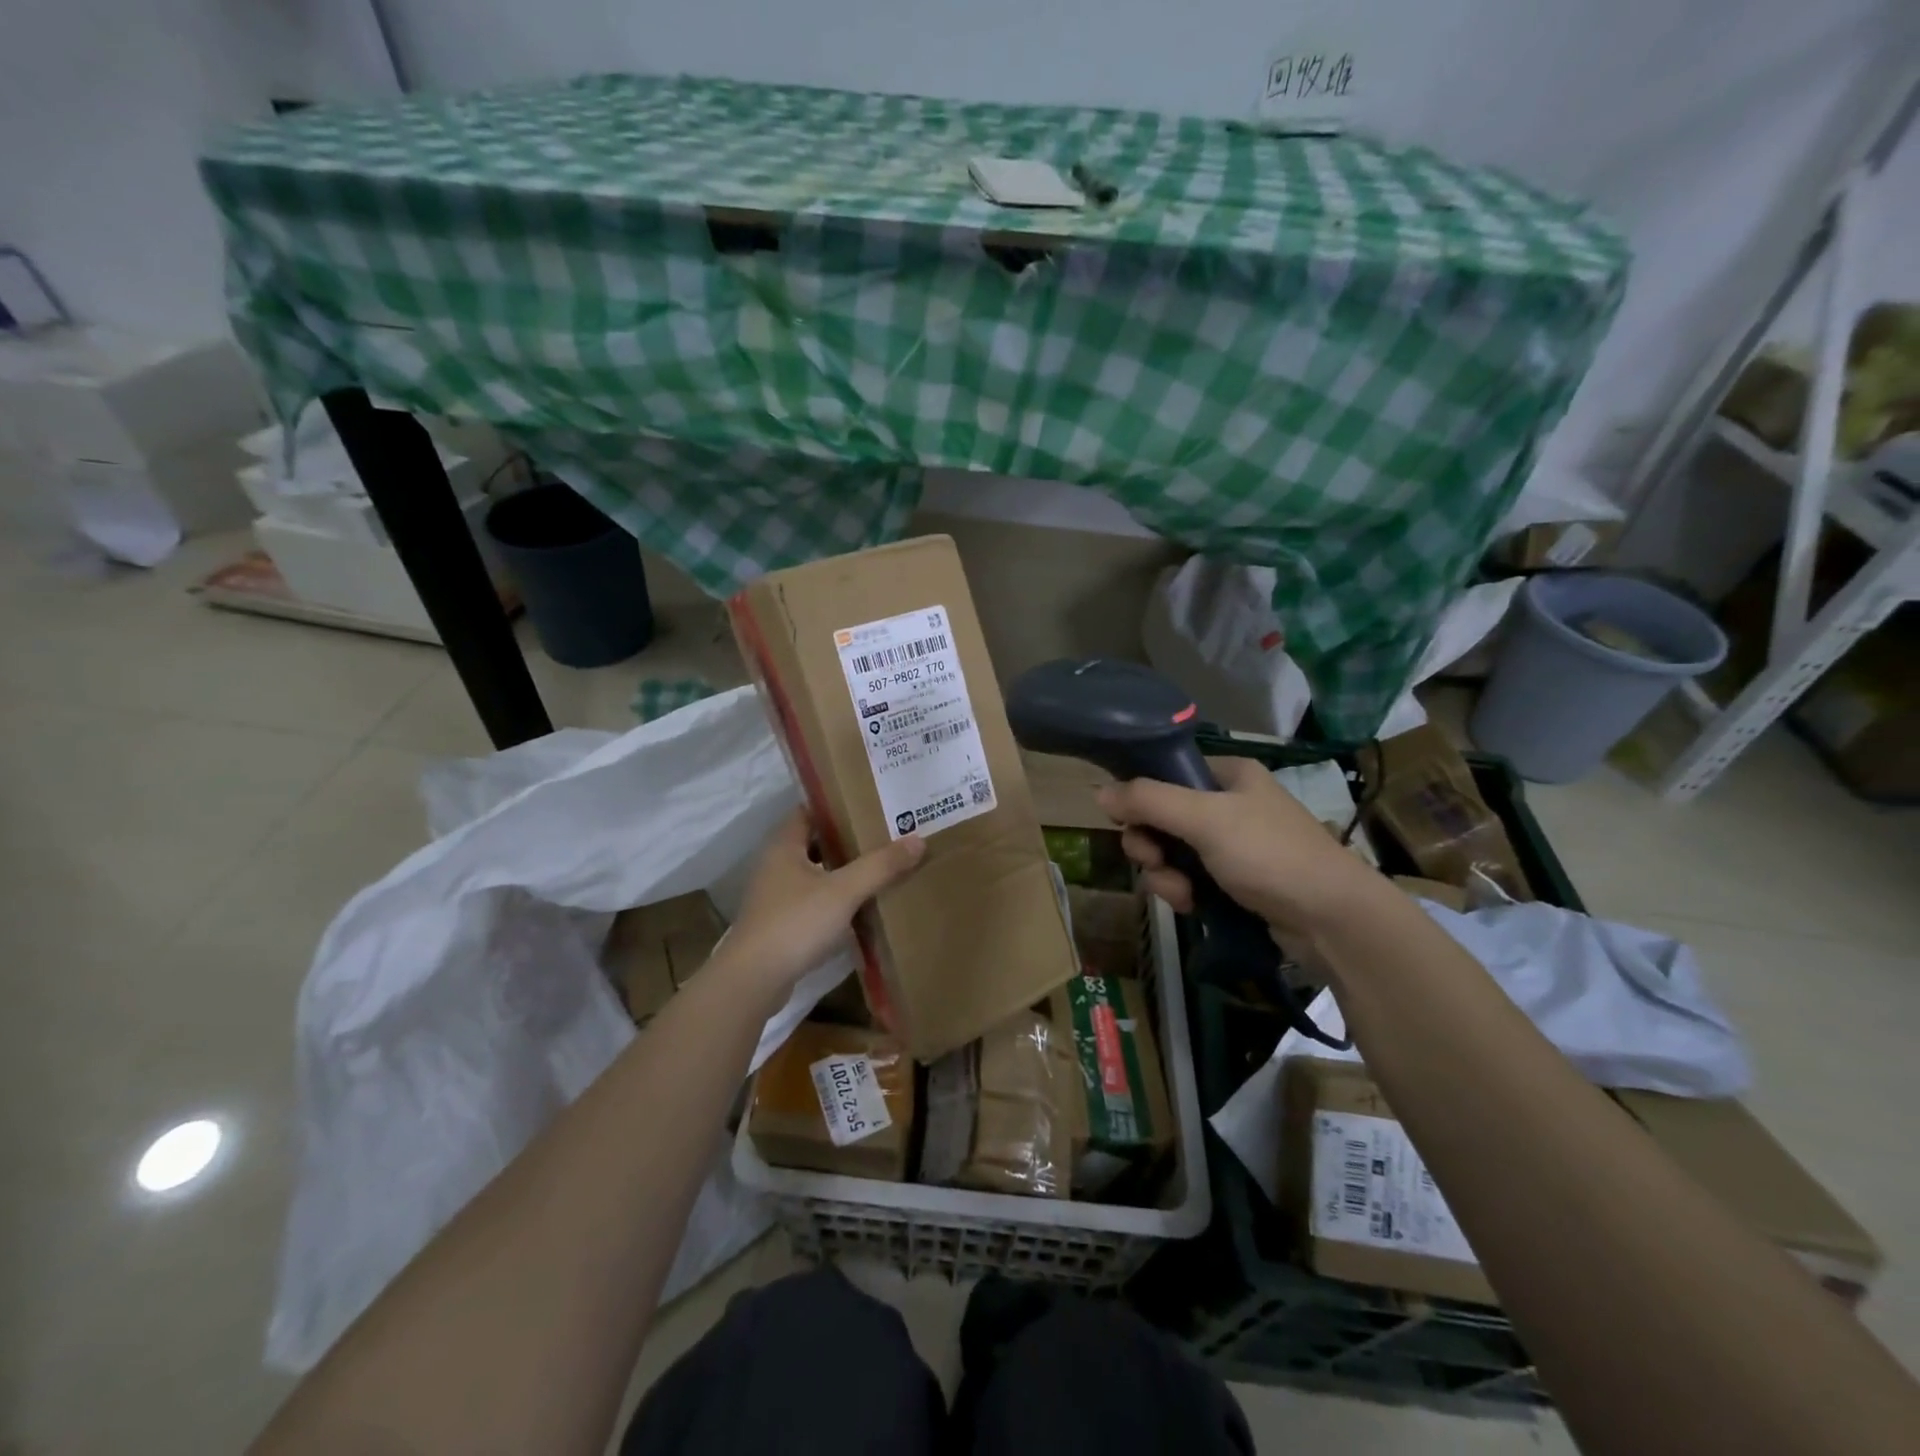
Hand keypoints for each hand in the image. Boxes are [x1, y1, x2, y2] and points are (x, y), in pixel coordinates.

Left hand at [716, 809, 926, 996]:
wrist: (753, 981)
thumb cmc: (795, 923)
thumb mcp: (844, 891)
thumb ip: (880, 866)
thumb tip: (917, 840)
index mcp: (784, 846)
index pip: (809, 811)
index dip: (837, 805)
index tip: (869, 803)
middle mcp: (775, 865)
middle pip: (815, 842)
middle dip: (847, 838)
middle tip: (884, 834)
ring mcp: (775, 896)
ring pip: (814, 873)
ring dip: (842, 870)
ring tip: (879, 867)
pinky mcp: (780, 924)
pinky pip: (812, 900)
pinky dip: (834, 898)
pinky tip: (860, 906)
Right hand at [1096, 756, 1375, 940]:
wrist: (1332, 920)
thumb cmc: (1269, 854)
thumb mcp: (1205, 819)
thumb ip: (1149, 801)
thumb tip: (1099, 792)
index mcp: (1227, 775)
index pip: (1166, 775)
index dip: (1142, 799)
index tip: (1131, 823)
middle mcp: (1229, 804)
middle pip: (1162, 817)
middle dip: (1151, 845)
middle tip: (1153, 861)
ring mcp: (1233, 845)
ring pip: (1172, 853)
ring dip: (1165, 874)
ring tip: (1181, 895)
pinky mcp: (1236, 882)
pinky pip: (1191, 879)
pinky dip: (1184, 892)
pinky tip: (1192, 907)